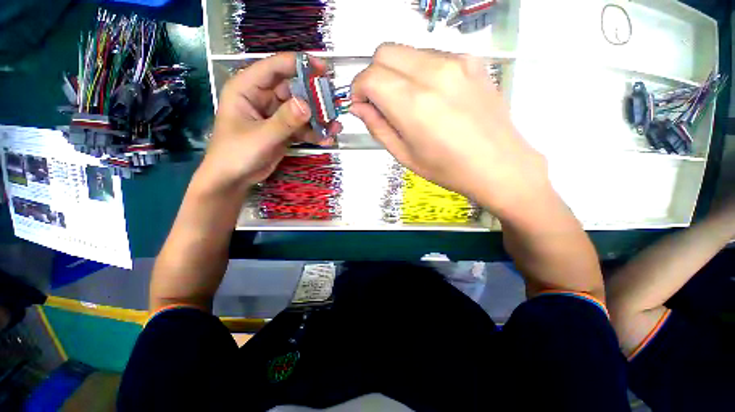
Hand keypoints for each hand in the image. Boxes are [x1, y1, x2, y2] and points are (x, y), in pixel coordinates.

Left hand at [200, 53, 340, 191]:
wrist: (234, 179)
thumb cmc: (236, 154)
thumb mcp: (261, 136)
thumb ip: (284, 121)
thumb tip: (307, 104)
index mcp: (247, 88)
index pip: (275, 67)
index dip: (299, 65)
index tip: (324, 69)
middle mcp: (263, 97)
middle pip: (293, 89)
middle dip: (315, 97)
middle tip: (334, 103)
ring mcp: (275, 115)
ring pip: (301, 109)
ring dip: (318, 118)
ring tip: (335, 126)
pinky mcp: (283, 130)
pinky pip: (302, 127)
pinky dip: (314, 133)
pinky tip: (327, 139)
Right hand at [350, 44, 549, 217]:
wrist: (499, 165)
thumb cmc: (448, 169)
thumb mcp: (405, 156)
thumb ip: (377, 127)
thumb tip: (358, 107)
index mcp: (413, 104)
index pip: (370, 76)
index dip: (358, 90)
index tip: (361, 105)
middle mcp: (433, 73)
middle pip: (385, 52)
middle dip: (374, 75)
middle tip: (380, 102)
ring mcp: (456, 62)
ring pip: (407, 51)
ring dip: (397, 73)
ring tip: (408, 102)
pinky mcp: (471, 60)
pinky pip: (431, 55)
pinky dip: (419, 71)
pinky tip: (431, 96)